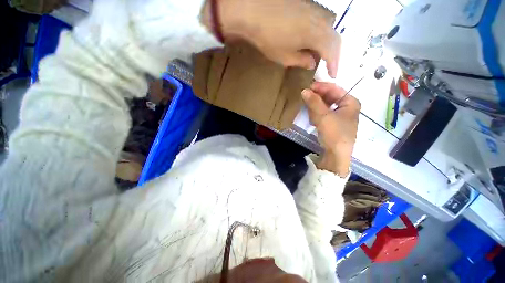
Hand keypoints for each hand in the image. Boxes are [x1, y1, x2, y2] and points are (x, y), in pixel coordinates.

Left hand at [201, 0, 340, 77]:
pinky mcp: (306, 5)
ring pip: (329, 28)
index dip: (334, 64)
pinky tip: (313, 40)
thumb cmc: (269, 38)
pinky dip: (321, 33)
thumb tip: (312, 62)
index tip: (333, 74)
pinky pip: (320, 21)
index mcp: (316, 34)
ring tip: (321, 54)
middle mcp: (320, 20)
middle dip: (334, 53)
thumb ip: (301, 60)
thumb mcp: (285, 57)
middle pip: (334, 37)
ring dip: (328, 43)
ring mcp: (314, 10)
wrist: (254, 11)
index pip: (332, 51)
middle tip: (329, 65)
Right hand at [302, 82, 359, 176]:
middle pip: (330, 98)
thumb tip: (304, 90)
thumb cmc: (334, 133)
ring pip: (326, 106)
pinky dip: (318, 115)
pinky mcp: (334, 125)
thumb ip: (314, 102)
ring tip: (308, 109)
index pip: (335, 89)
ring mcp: (341, 117)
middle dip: (317, 98)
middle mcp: (347, 108)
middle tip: (305, 97)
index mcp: (351, 102)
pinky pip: (324, 115)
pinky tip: (313, 119)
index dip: (321, 87)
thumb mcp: (323, 116)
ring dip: (316, 107)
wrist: (336, 155)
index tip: (307, 86)